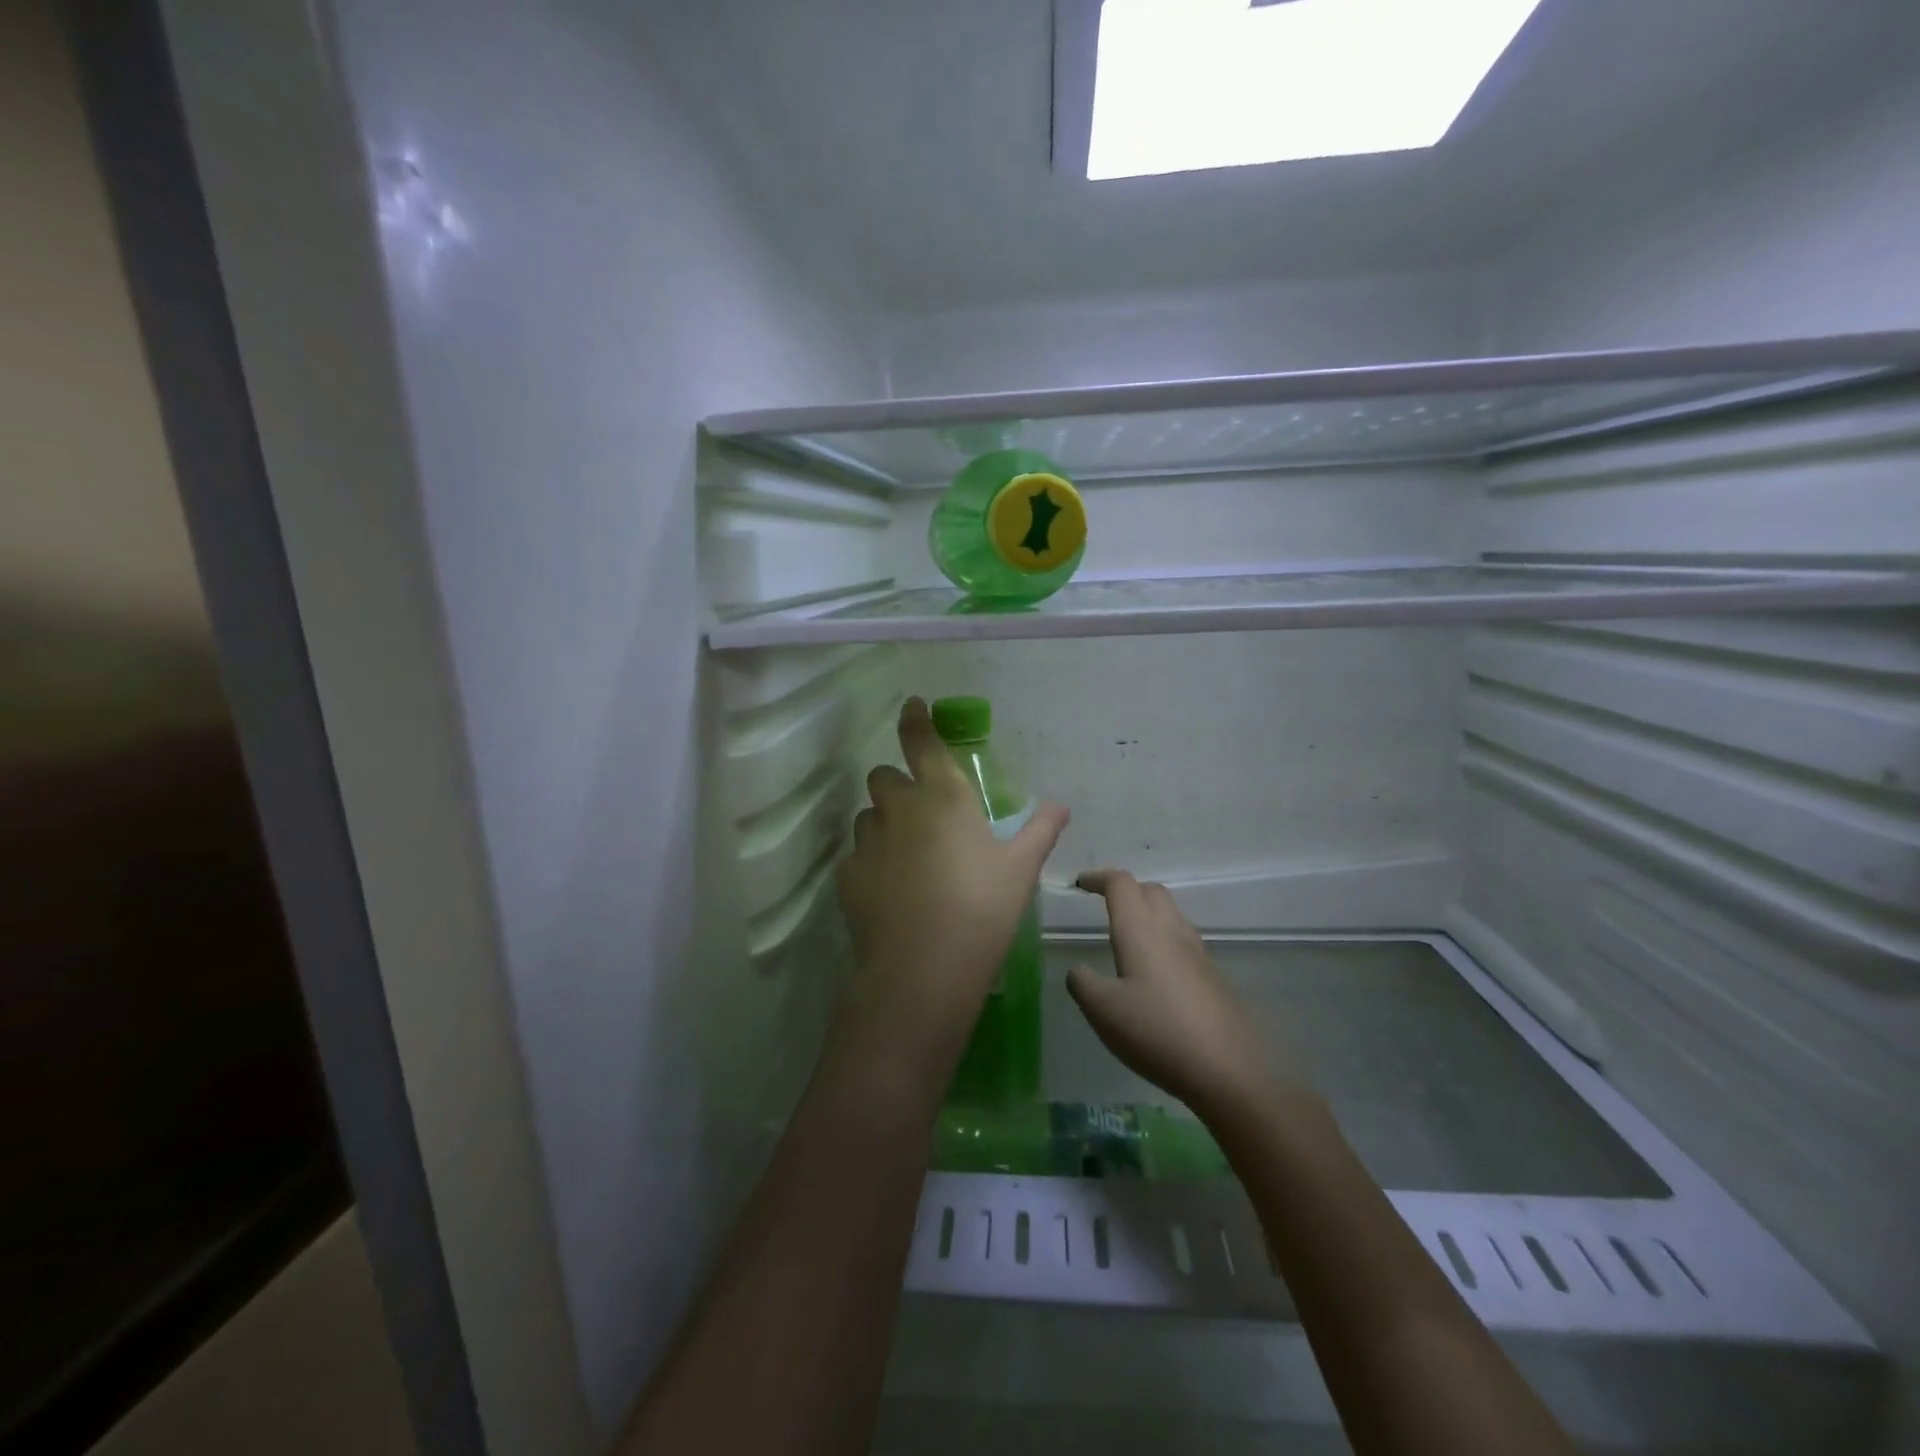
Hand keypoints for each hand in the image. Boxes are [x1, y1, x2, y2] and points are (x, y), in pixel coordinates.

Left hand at [831, 698, 1067, 1097]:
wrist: (923, 969)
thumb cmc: (982, 910)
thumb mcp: (1020, 870)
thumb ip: (1040, 831)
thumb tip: (1059, 806)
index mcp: (944, 797)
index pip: (921, 742)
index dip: (914, 720)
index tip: (911, 706)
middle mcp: (900, 808)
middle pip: (884, 776)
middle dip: (898, 784)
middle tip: (920, 810)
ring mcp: (868, 841)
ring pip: (868, 815)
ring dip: (884, 822)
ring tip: (905, 854)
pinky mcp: (847, 875)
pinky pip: (856, 855)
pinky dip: (871, 862)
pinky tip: (888, 891)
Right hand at [1067, 870, 1301, 1125]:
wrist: (1229, 1070)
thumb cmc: (1157, 1032)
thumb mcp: (1102, 1011)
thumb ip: (1082, 983)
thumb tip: (1078, 971)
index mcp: (1141, 930)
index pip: (1121, 883)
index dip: (1099, 878)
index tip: (1080, 884)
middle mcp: (1172, 931)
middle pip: (1151, 891)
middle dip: (1126, 890)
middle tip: (1104, 906)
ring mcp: (1198, 953)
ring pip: (1171, 915)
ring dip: (1148, 914)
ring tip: (1128, 939)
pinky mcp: (1213, 977)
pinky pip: (1184, 943)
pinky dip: (1164, 941)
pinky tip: (1155, 975)